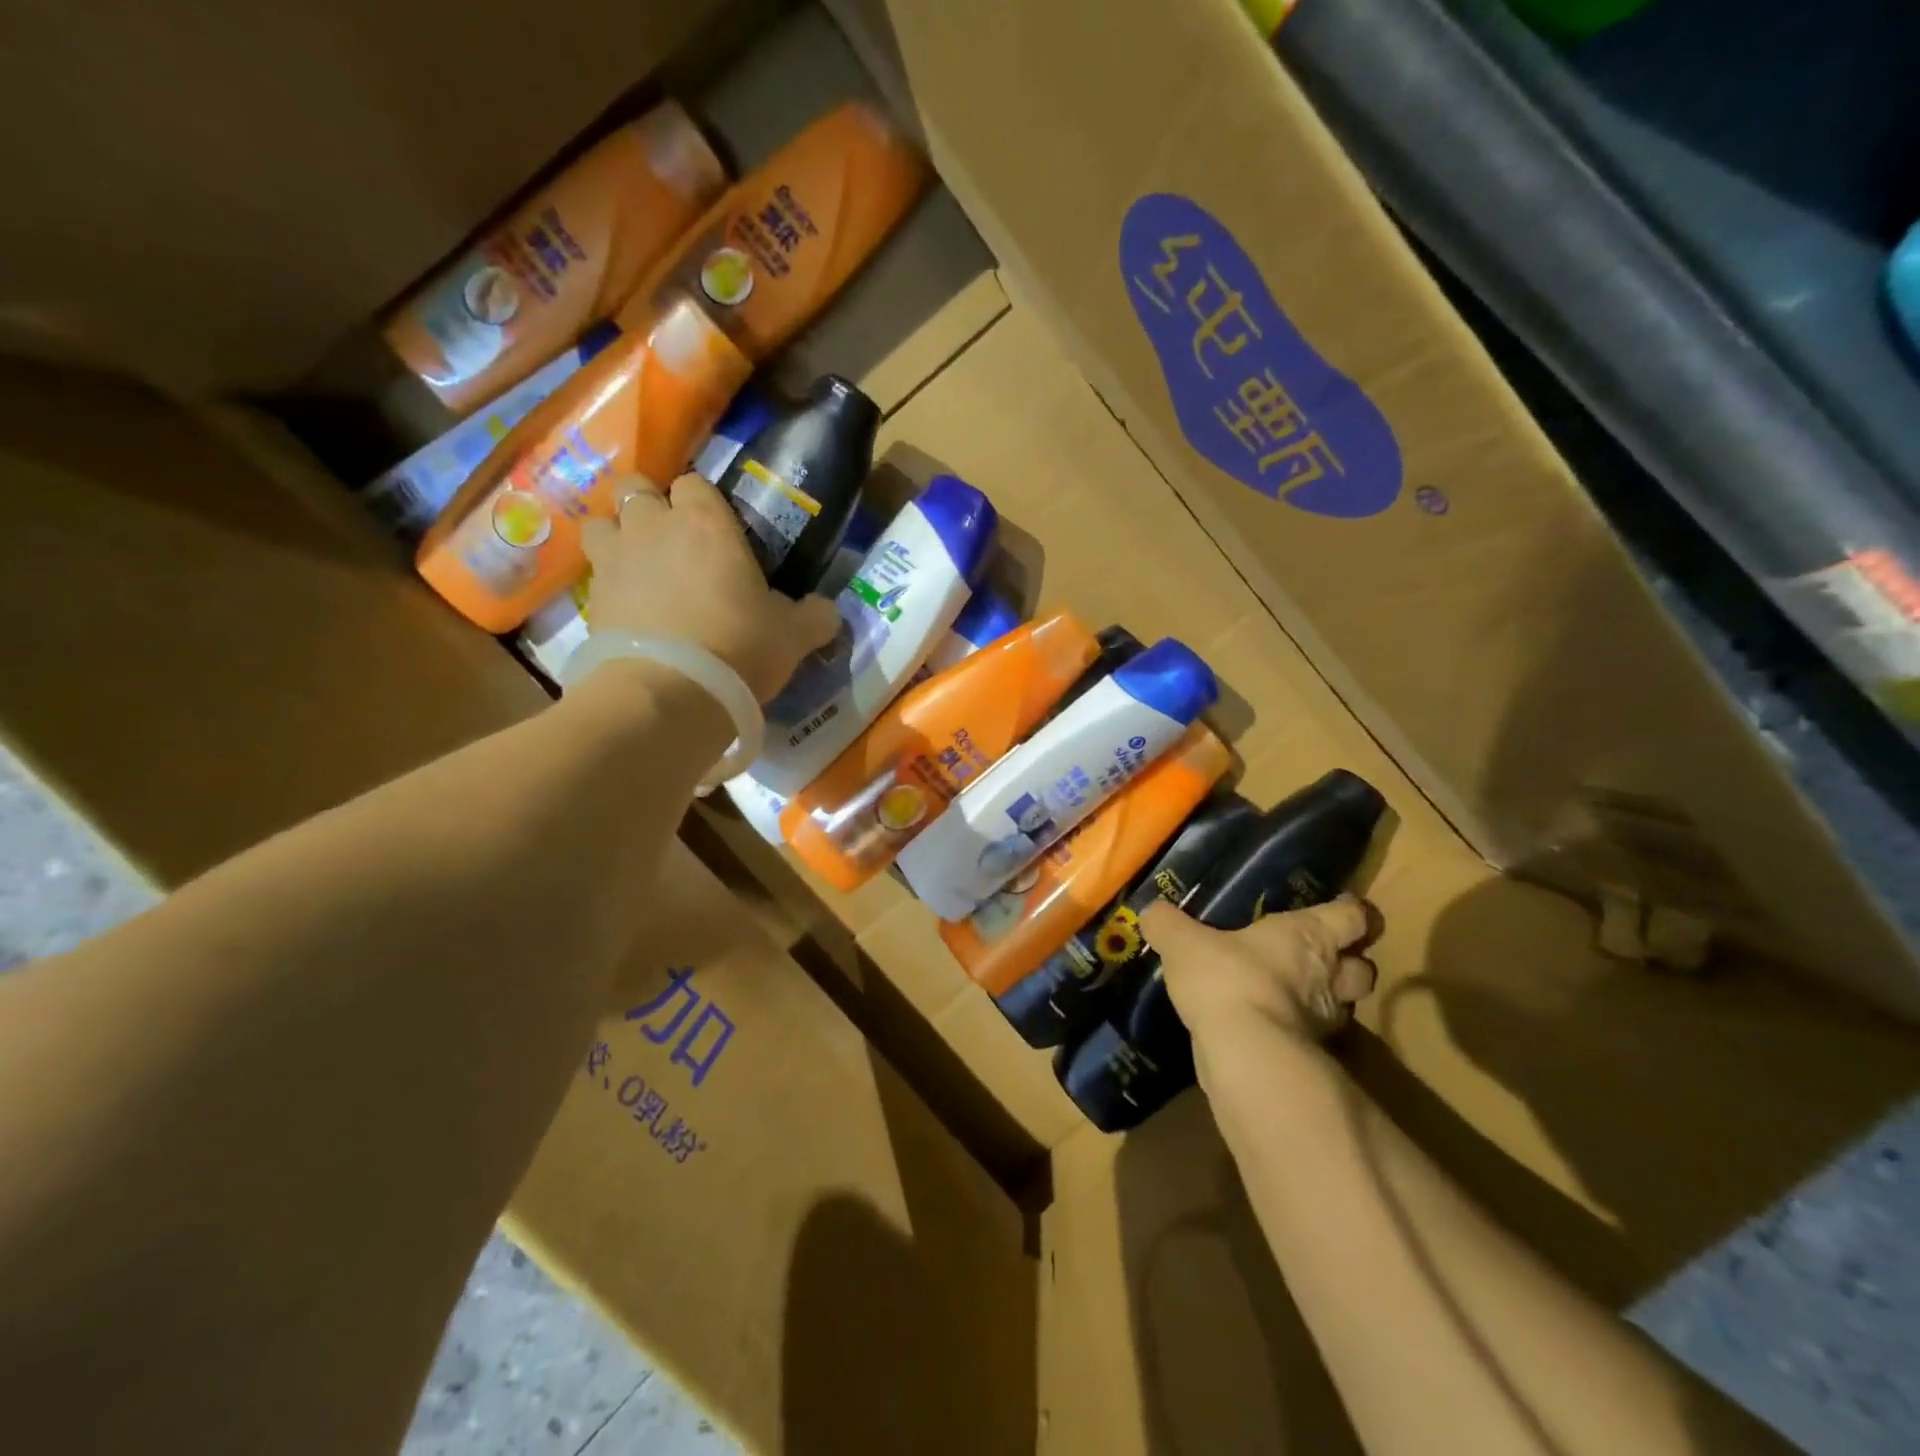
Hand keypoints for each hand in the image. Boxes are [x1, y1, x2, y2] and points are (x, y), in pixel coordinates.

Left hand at [581, 473, 840, 701]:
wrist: (669, 693)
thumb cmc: (739, 648)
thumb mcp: (794, 636)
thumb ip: (814, 616)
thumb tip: (825, 610)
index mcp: (706, 522)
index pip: (695, 483)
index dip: (703, 501)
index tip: (717, 528)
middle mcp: (653, 527)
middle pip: (637, 489)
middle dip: (651, 506)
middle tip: (674, 541)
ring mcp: (615, 560)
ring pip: (601, 524)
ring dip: (618, 537)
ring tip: (639, 567)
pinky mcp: (591, 598)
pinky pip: (594, 574)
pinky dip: (609, 583)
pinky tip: (628, 608)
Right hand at [1145, 895, 1376, 1050]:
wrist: (1245, 1053)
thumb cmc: (1226, 978)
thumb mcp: (1183, 942)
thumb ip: (1167, 924)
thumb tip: (1151, 911)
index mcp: (1309, 935)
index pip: (1355, 917)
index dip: (1352, 912)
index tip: (1341, 910)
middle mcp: (1328, 975)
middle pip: (1364, 967)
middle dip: (1348, 963)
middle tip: (1318, 958)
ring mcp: (1325, 1021)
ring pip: (1346, 1007)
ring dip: (1328, 1001)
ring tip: (1294, 995)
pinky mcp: (1313, 1058)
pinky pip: (1315, 1039)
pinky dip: (1301, 1033)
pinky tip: (1271, 1027)